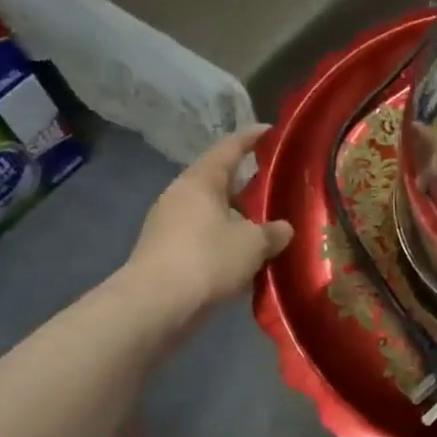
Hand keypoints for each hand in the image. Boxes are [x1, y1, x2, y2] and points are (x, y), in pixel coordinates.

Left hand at [116, 126, 293, 333]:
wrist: (154, 306)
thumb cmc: (207, 259)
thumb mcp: (254, 243)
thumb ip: (273, 232)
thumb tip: (282, 229)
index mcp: (201, 181)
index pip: (229, 148)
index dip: (251, 138)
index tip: (270, 130)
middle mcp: (180, 196)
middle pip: (219, 182)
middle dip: (247, 186)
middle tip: (276, 189)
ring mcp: (168, 225)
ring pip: (211, 213)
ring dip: (237, 219)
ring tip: (265, 229)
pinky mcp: (165, 253)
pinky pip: (202, 238)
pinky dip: (224, 242)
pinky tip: (244, 258)